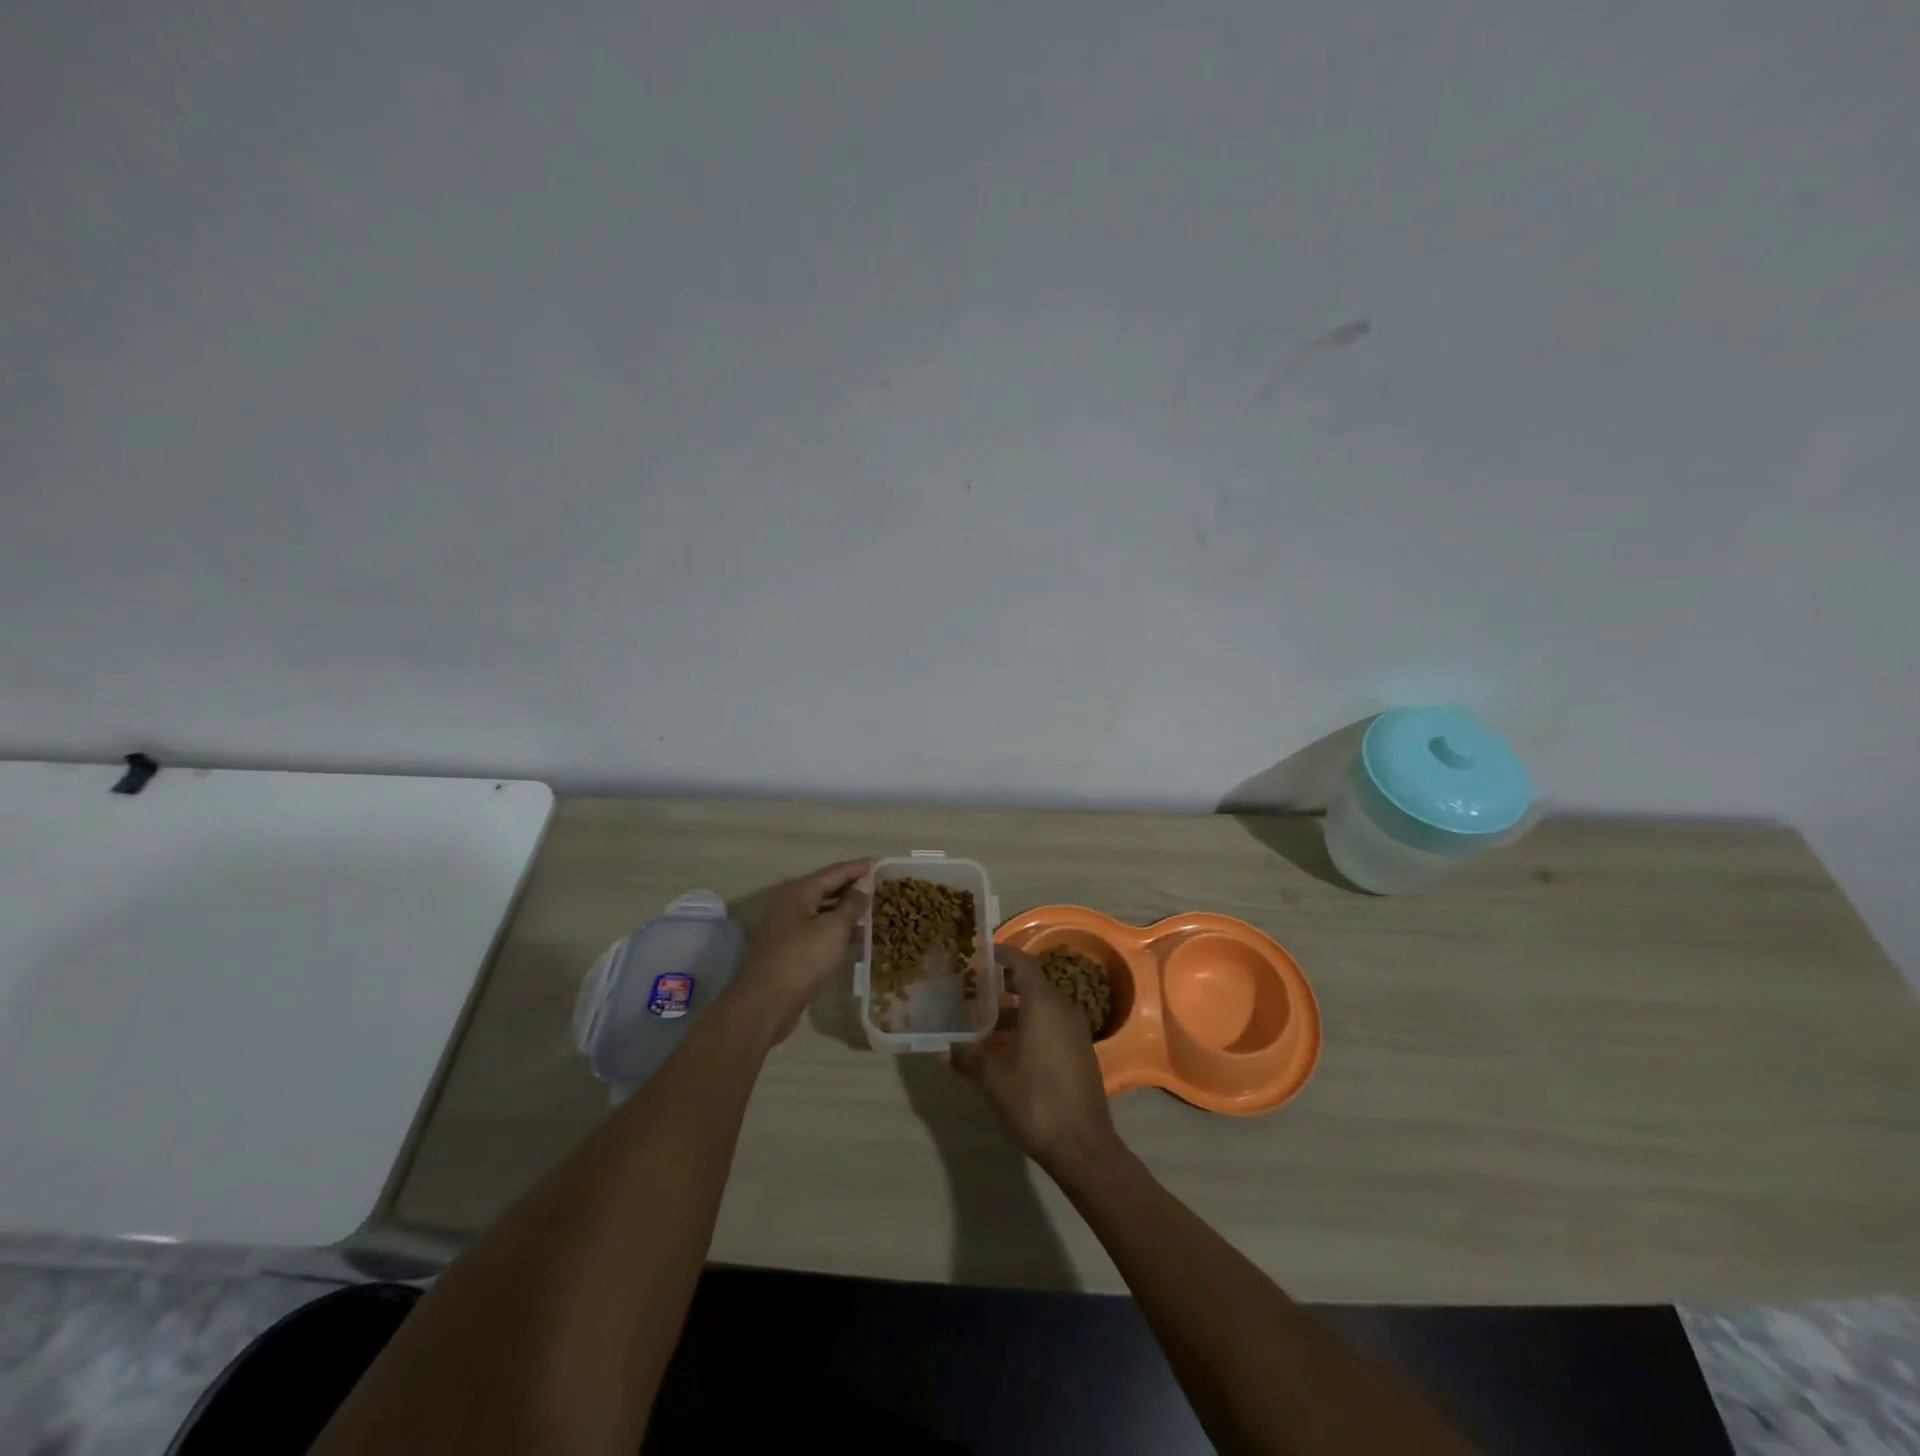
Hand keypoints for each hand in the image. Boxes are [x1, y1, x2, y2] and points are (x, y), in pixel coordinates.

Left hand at [735, 859, 872, 1040]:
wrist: (764, 1004)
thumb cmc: (801, 960)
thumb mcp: (832, 929)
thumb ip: (852, 904)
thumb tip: (866, 881)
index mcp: (800, 892)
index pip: (836, 871)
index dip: (860, 868)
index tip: (884, 865)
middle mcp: (792, 905)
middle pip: (828, 889)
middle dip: (855, 888)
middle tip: (884, 888)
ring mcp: (789, 928)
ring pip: (824, 912)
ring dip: (848, 911)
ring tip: (876, 911)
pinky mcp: (791, 950)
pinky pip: (820, 931)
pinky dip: (839, 931)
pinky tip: (858, 938)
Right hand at [952, 945, 1118, 1172]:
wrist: (1083, 1146)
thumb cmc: (1036, 1101)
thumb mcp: (994, 1078)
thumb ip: (970, 1057)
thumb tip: (947, 1050)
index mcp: (1044, 1005)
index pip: (1023, 964)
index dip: (1003, 955)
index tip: (981, 953)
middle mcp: (1063, 1009)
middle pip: (1032, 984)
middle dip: (1004, 984)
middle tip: (975, 988)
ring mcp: (1076, 1032)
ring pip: (1042, 1007)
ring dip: (1015, 1010)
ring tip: (984, 1021)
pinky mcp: (1080, 1052)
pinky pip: (1051, 1026)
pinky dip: (1029, 1026)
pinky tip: (1007, 1048)